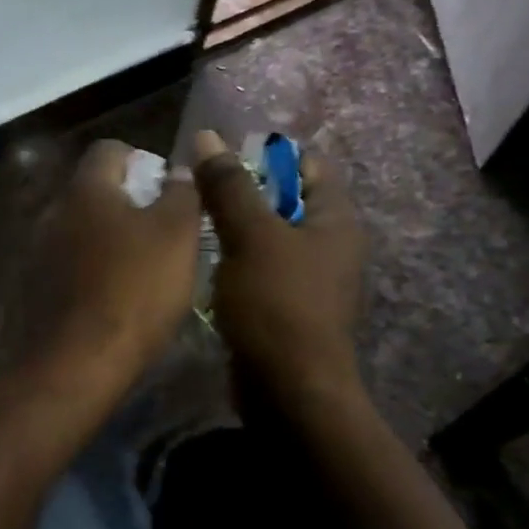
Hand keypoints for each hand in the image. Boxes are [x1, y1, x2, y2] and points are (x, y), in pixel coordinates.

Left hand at [38, 139, 201, 379]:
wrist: (76, 363)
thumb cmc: (134, 290)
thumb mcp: (177, 235)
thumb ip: (182, 193)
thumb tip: (180, 168)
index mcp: (85, 190)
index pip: (109, 150)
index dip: (142, 161)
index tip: (166, 190)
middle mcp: (52, 212)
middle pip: (93, 192)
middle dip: (127, 204)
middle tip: (161, 233)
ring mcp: (36, 252)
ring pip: (79, 231)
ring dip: (107, 240)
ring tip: (140, 270)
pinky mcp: (31, 289)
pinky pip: (66, 266)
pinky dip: (89, 272)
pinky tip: (110, 299)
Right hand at [193, 129, 366, 404]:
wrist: (288, 389)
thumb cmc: (277, 304)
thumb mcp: (250, 237)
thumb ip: (229, 187)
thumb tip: (209, 138)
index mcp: (336, 220)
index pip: (308, 165)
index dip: (267, 154)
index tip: (222, 156)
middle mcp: (330, 245)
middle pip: (285, 200)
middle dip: (243, 191)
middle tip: (197, 187)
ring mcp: (310, 280)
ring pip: (268, 237)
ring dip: (234, 227)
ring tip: (192, 219)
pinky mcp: (287, 308)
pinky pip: (260, 269)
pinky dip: (235, 260)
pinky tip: (203, 261)